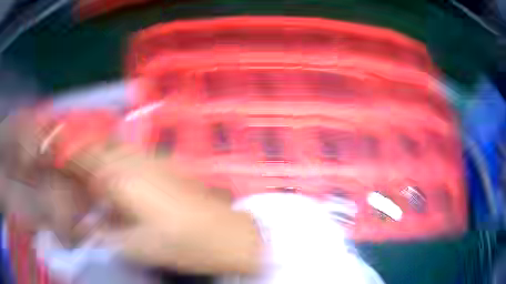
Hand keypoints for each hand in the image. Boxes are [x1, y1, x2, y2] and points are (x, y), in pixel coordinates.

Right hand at [9, 113, 261, 274]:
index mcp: (119, 178)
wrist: (227, 234)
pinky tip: (110, 171)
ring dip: (91, 150)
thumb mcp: (136, 246)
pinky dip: (110, 156)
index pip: (79, 155)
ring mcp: (150, 157)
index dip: (59, 146)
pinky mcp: (163, 163)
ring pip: (109, 145)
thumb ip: (104, 231)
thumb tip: (84, 222)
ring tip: (79, 163)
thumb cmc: (183, 244)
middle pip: (92, 145)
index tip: (44, 144)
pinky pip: (127, 152)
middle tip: (58, 155)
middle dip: (72, 147)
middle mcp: (132, 159)